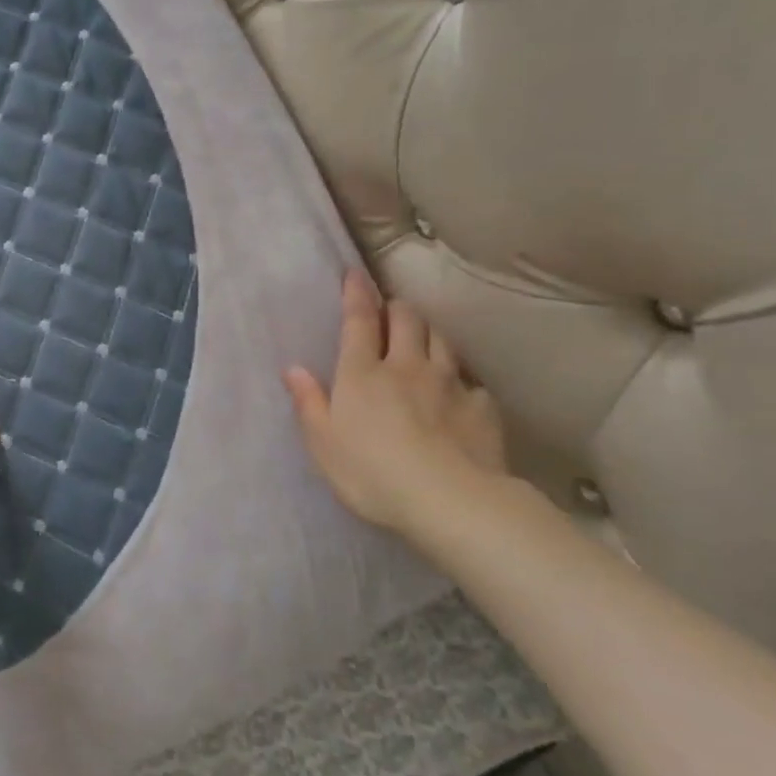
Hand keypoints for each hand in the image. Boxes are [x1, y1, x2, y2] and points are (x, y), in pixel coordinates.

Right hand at [284, 272, 506, 534]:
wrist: (450, 501)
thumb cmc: (372, 473)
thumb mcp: (323, 444)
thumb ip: (309, 403)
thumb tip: (293, 369)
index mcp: (362, 372)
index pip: (359, 319)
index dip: (356, 293)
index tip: (355, 274)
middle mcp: (406, 366)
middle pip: (407, 319)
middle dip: (397, 308)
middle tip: (390, 313)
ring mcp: (448, 384)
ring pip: (441, 340)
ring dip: (430, 333)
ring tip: (423, 340)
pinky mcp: (481, 407)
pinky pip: (472, 381)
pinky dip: (462, 379)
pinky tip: (460, 392)